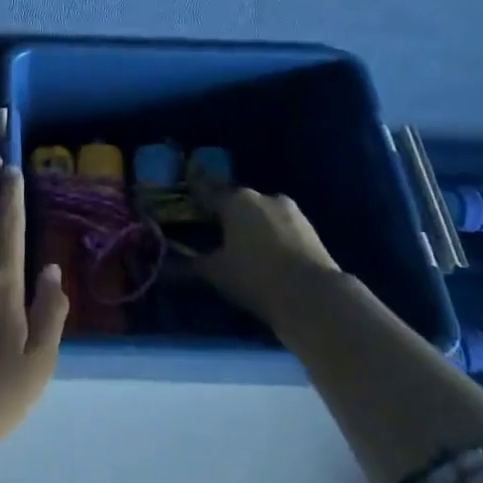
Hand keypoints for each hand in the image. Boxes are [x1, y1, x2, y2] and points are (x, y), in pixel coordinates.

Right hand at [193, 187, 341, 330]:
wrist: (315, 298)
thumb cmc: (256, 278)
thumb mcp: (216, 273)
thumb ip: (191, 263)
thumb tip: (167, 263)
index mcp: (235, 201)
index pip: (206, 189)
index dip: (194, 189)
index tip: (185, 185)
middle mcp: (262, 197)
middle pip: (236, 200)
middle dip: (224, 211)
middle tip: (212, 226)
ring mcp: (290, 211)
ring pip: (261, 212)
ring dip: (249, 222)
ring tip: (241, 242)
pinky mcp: (310, 228)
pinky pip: (280, 225)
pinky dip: (269, 233)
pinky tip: (266, 251)